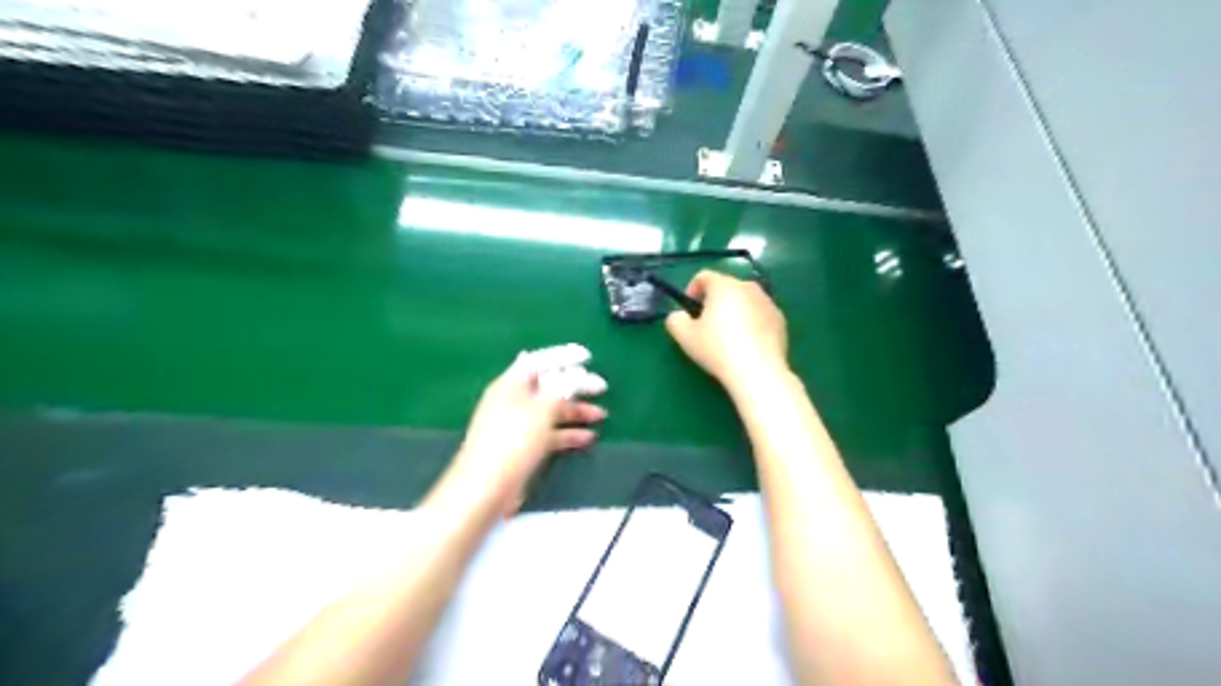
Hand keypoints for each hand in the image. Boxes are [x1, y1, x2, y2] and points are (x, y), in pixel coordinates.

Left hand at [446, 348, 604, 513]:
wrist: (485, 489)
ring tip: (601, 415)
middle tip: (601, 388)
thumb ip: (562, 387)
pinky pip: (549, 433)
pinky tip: (587, 438)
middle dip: (575, 387)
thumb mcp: (542, 408)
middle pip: (547, 386)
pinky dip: (567, 433)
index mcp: (511, 384)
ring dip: (576, 412)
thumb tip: (575, 372)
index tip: (588, 357)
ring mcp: (517, 425)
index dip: (563, 356)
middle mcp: (512, 400)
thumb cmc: (513, 441)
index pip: (539, 361)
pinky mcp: (522, 447)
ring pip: (551, 411)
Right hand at [664, 271, 786, 392]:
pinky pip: (759, 314)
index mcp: (724, 286)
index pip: (704, 276)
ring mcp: (768, 302)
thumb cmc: (718, 349)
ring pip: (744, 300)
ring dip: (734, 311)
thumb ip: (675, 320)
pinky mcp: (780, 319)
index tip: (690, 311)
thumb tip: (679, 315)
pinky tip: (746, 344)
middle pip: (726, 287)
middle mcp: (748, 287)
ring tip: (728, 336)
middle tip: (706, 325)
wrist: (758, 371)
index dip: (692, 290)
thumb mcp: (685, 337)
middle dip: (714, 301)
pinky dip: (751, 322)